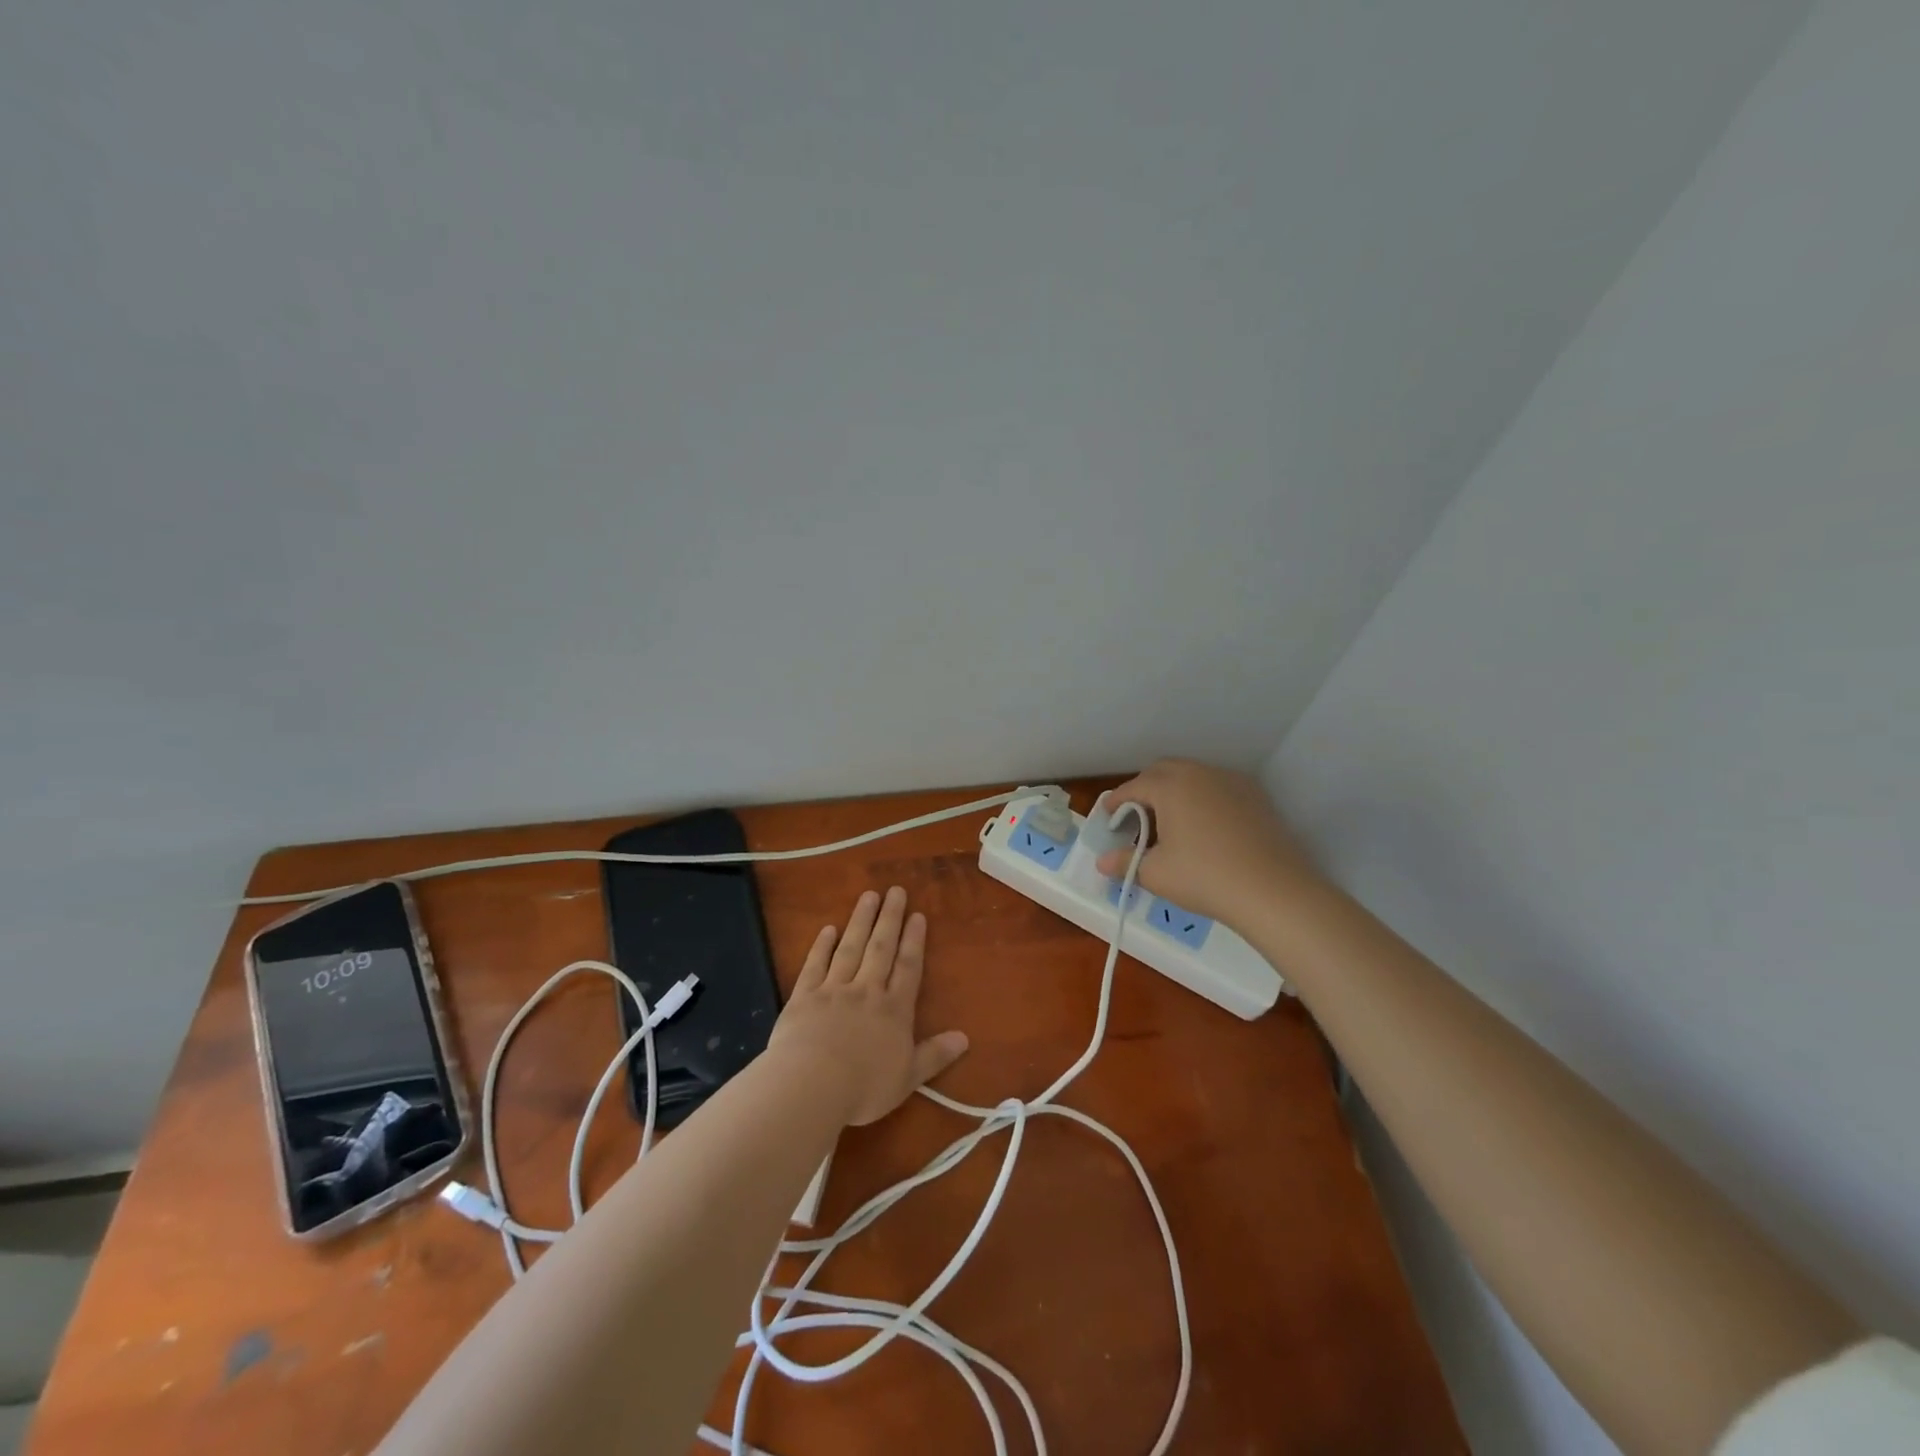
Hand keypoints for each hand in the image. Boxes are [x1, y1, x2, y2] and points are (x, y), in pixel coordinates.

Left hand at [767, 887, 969, 1126]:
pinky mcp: (804, 996)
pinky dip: (822, 946)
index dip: (914, 940)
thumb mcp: (908, 1077)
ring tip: (869, 896)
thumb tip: (964, 1038)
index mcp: (894, 1010)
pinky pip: (815, 965)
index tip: (918, 915)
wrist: (811, 1084)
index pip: (908, 968)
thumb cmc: (864, 1087)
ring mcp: (833, 989)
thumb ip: (935, 1056)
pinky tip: (828, 929)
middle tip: (896, 890)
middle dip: (890, 918)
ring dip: (861, 920)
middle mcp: (866, 991)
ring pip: (851, 948)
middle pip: (881, 948)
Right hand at [1093, 759, 1322, 927]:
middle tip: (1136, 817)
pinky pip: (1218, 788)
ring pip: (1193, 776)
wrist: (1274, 891)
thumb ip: (1125, 862)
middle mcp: (1199, 773)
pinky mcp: (1255, 796)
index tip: (1107, 816)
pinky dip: (1202, 798)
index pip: (1134, 787)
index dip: (1116, 801)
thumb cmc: (1205, 877)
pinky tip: (1204, 826)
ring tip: (1170, 822)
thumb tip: (1102, 862)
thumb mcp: (1156, 874)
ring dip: (1175, 791)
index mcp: (1170, 786)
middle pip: (1163, 771)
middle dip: (1145, 789)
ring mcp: (1231, 782)